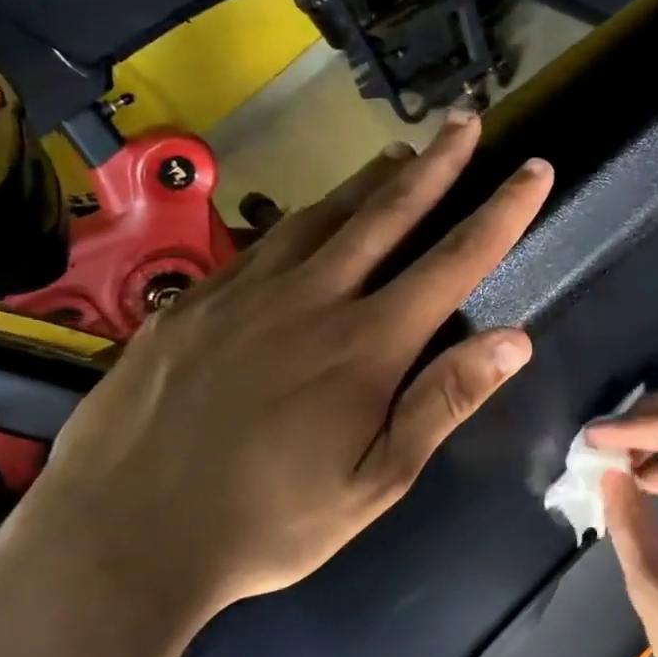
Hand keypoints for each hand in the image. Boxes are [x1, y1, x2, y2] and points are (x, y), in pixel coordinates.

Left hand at [0, 111, 552, 656]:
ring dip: (368, 182)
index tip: (534, 169)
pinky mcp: (192, 301)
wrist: (122, 536)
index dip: (502, 212)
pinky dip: (301, 221)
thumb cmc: (269, 521)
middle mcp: (310, 298)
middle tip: (465, 121)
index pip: (453, 261)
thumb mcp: (376, 481)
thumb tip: (515, 340)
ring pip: (320, 216)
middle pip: (386, 214)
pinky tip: (306, 224)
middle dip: (436, 164)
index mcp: (365, 345)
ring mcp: (243, 292)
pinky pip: (261, 244)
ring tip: (398, 156)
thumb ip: (443, 402)